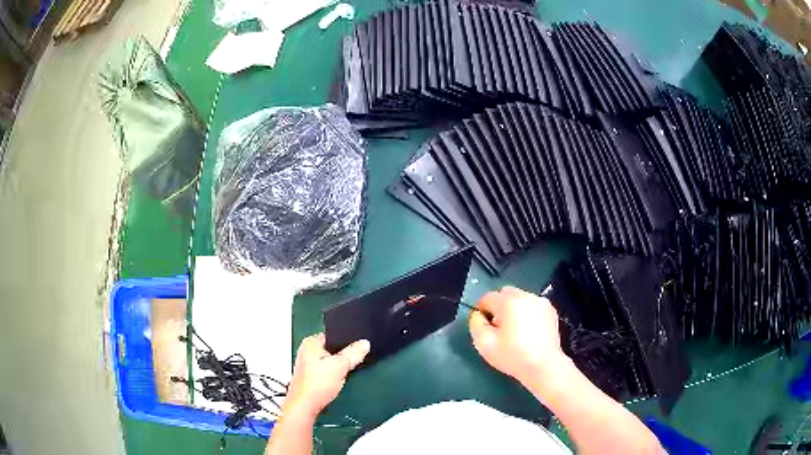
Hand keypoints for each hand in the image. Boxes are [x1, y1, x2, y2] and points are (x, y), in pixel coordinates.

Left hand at [283, 333, 369, 419]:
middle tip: (351, 362)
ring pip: (330, 362)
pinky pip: (327, 372)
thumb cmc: (317, 385)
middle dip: (343, 356)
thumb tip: (364, 343)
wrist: (305, 406)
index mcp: (311, 343)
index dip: (347, 342)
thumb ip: (353, 353)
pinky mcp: (311, 377)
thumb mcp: (340, 366)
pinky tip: (337, 382)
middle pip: (333, 349)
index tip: (358, 348)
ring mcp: (308, 365)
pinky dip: (333, 376)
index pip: (334, 335)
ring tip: (343, 374)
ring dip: (338, 368)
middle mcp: (307, 351)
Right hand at [469, 286, 566, 384]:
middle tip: (498, 327)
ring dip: (513, 308)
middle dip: (498, 306)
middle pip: (504, 293)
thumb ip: (476, 324)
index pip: (487, 298)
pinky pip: (532, 305)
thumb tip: (478, 315)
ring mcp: (541, 302)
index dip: (481, 310)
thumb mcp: (484, 344)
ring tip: (514, 330)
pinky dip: (527, 312)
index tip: (483, 325)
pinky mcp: (551, 310)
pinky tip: (528, 330)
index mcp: (508, 302)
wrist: (544, 366)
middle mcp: (526, 296)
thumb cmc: (513, 356)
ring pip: (519, 298)